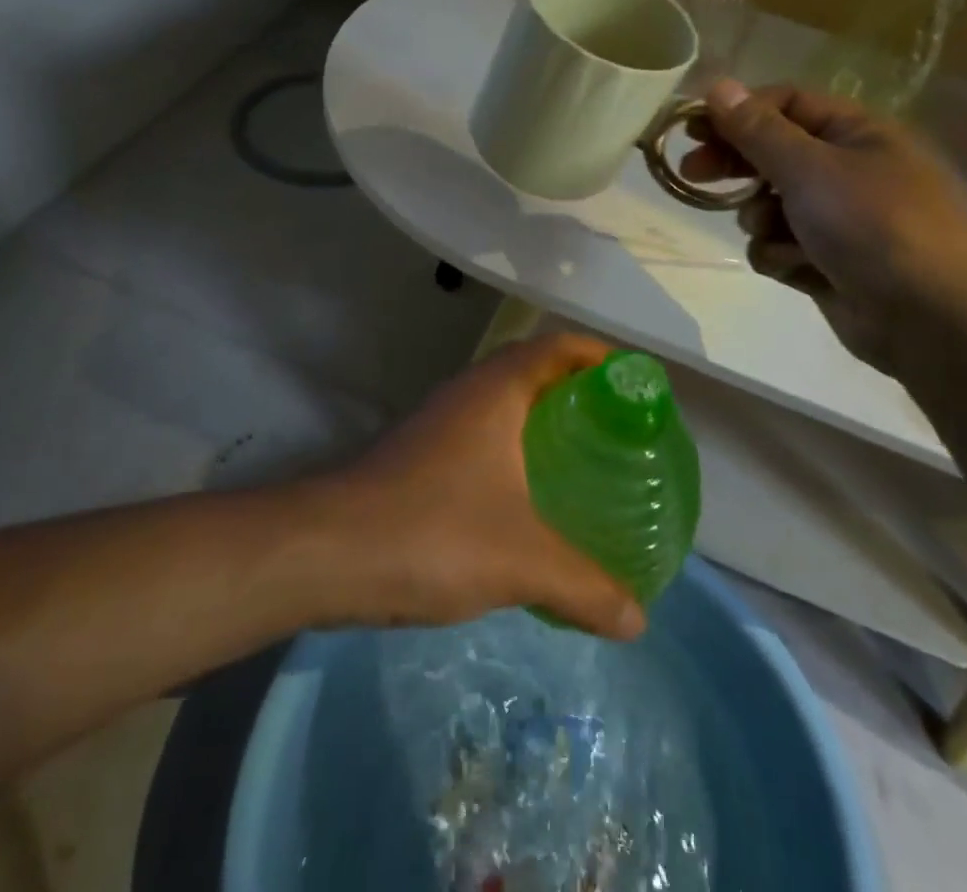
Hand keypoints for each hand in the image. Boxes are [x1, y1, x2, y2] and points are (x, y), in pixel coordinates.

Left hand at [322, 334, 646, 639]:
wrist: (327, 552)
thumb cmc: (434, 531)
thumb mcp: (522, 560)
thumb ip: (586, 587)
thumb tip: (638, 620)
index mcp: (497, 390)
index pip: (558, 346)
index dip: (600, 356)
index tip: (636, 385)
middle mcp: (468, 392)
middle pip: (533, 370)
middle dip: (577, 391)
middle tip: (618, 430)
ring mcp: (439, 422)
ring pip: (504, 405)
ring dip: (542, 421)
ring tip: (583, 462)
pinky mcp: (420, 455)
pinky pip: (483, 436)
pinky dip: (514, 451)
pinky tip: (528, 500)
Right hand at [683, 78, 966, 374]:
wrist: (931, 319)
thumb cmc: (874, 225)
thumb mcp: (810, 168)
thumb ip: (758, 130)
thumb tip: (718, 86)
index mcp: (852, 132)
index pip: (783, 104)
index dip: (736, 112)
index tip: (692, 128)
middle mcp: (843, 169)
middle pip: (770, 153)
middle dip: (735, 165)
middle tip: (692, 173)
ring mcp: (834, 218)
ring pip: (768, 205)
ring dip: (762, 218)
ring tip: (775, 231)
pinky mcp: (824, 261)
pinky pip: (779, 246)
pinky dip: (781, 256)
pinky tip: (799, 268)